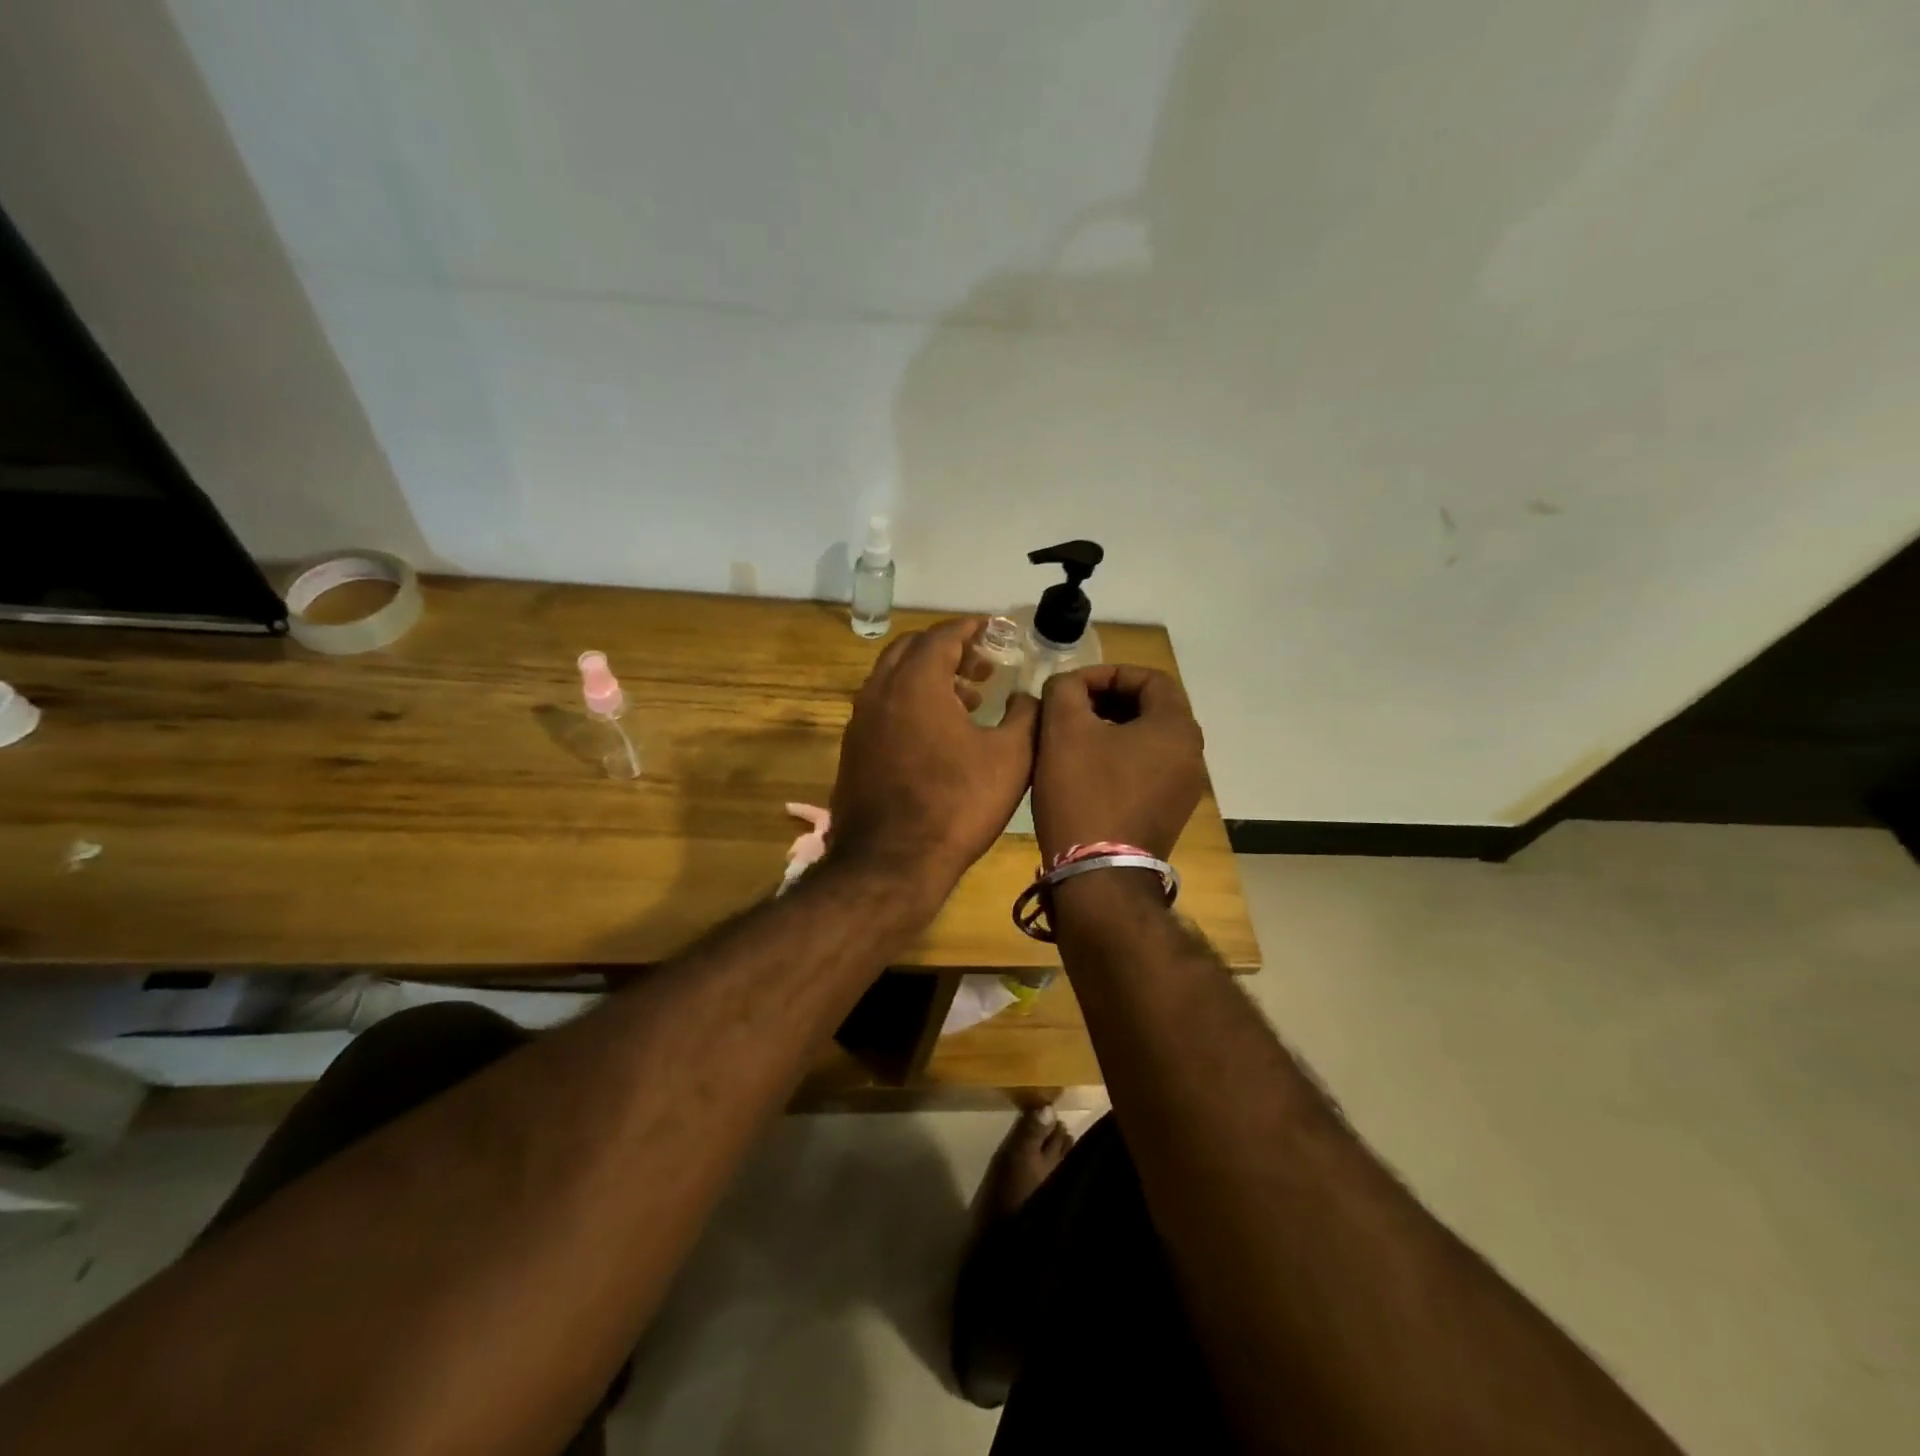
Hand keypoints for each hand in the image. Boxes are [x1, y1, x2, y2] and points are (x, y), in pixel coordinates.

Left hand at [831, 618, 1038, 895]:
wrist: (891, 862)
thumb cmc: (957, 805)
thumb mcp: (1011, 758)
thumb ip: (1026, 715)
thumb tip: (1028, 696)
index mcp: (916, 682)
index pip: (942, 635)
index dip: (971, 628)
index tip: (993, 629)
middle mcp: (880, 691)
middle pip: (911, 650)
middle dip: (948, 649)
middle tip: (981, 665)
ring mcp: (860, 722)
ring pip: (894, 679)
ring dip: (928, 677)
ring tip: (967, 699)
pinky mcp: (853, 750)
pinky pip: (883, 707)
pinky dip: (910, 703)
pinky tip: (936, 734)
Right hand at [1033, 665, 1205, 862]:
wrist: (1098, 875)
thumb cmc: (1084, 794)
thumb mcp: (1063, 730)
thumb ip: (1065, 690)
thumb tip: (1067, 685)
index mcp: (1176, 727)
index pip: (1149, 678)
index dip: (1107, 674)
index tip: (1071, 687)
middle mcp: (1191, 754)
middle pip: (1150, 708)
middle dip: (1106, 701)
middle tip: (1068, 709)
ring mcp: (1183, 788)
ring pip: (1146, 741)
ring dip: (1109, 730)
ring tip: (1070, 738)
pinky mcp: (1168, 813)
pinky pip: (1145, 770)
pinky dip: (1117, 759)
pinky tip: (1082, 771)